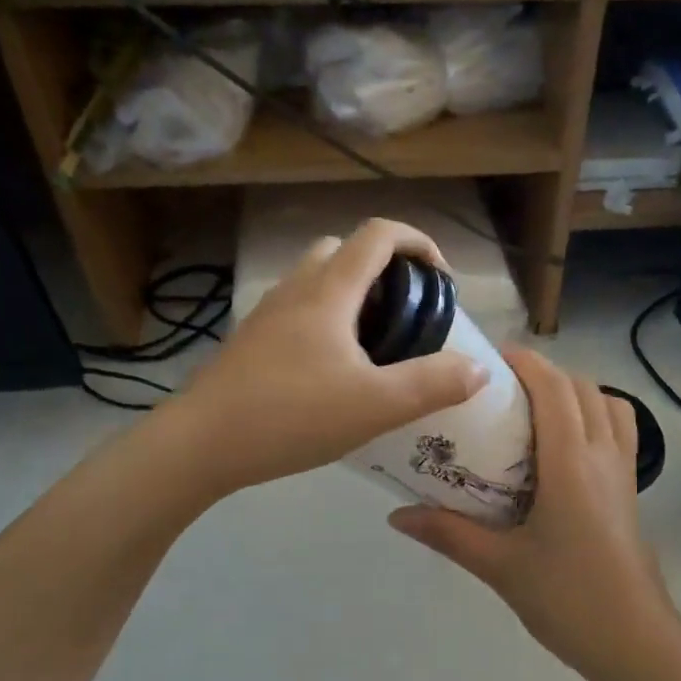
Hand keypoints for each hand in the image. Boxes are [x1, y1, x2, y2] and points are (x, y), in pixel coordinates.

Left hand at [167, 219, 487, 495]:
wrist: (201, 444)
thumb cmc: (292, 416)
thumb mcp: (376, 405)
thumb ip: (433, 384)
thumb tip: (479, 368)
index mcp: (328, 291)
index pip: (378, 235)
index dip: (418, 242)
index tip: (442, 278)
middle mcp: (295, 289)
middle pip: (344, 251)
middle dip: (384, 269)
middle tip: (406, 314)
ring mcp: (267, 314)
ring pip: (317, 281)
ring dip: (353, 296)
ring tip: (375, 345)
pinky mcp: (252, 342)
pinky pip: (299, 311)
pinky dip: (327, 321)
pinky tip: (334, 371)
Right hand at [388, 347, 680, 680]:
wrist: (634, 643)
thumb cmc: (568, 600)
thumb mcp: (500, 567)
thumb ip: (449, 534)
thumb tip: (396, 516)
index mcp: (571, 464)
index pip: (555, 389)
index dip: (526, 362)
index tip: (489, 360)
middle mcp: (603, 455)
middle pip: (581, 387)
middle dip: (543, 373)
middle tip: (499, 388)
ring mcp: (623, 472)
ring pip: (608, 403)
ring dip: (573, 391)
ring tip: (533, 410)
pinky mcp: (630, 490)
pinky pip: (618, 430)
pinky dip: (594, 415)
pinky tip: (562, 447)